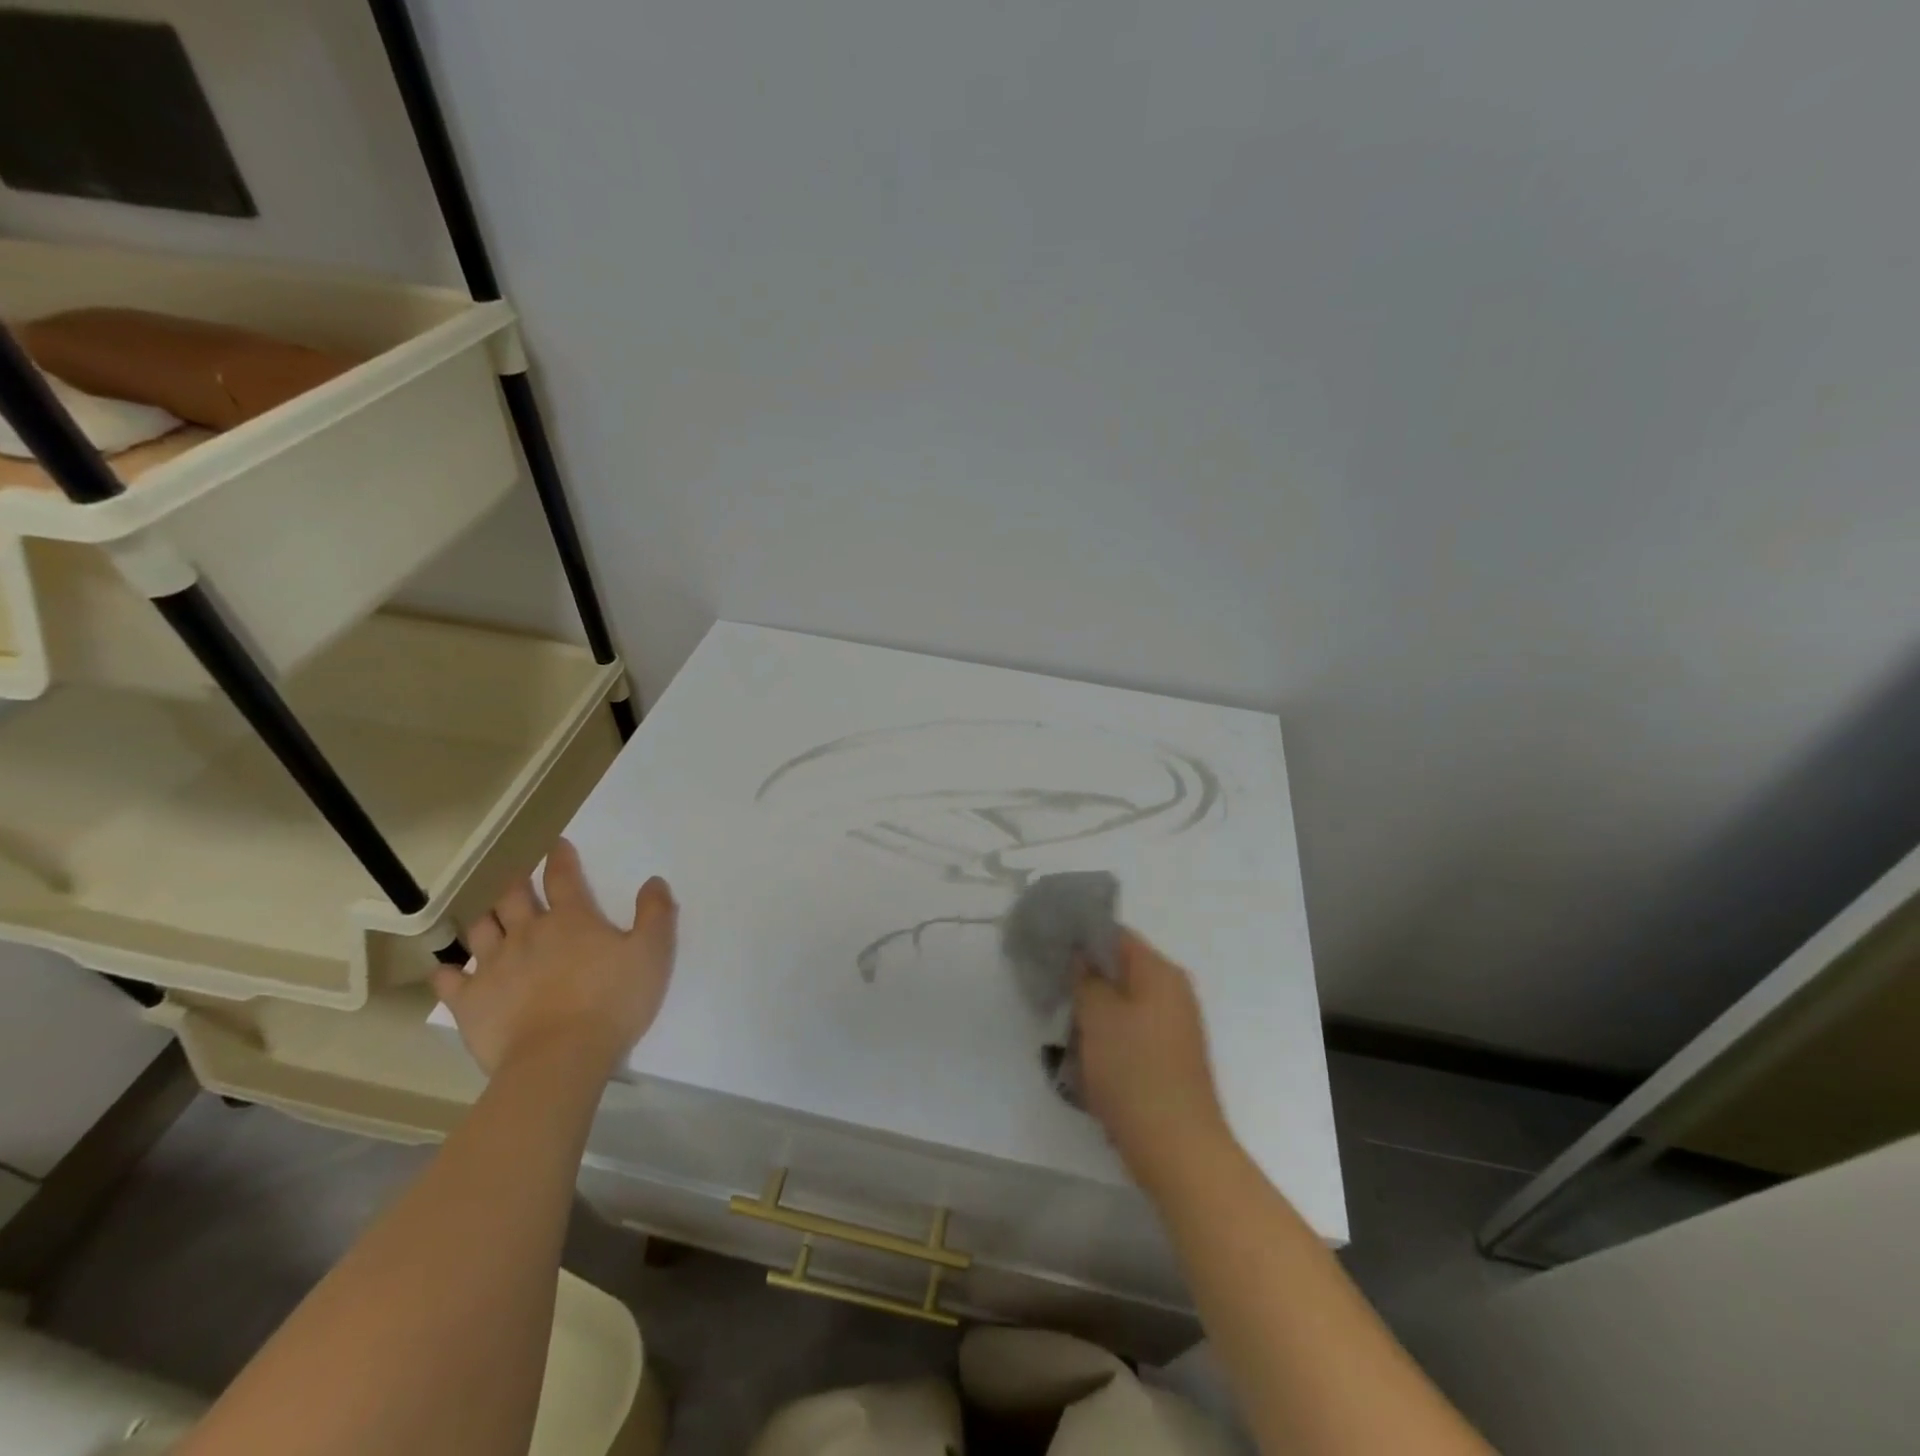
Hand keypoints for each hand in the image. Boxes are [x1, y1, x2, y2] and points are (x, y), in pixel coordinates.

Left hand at [432, 838, 677, 1077]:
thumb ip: (656, 914)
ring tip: (491, 920)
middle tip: (520, 880)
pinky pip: (449, 979)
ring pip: (480, 929)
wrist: (560, 1058)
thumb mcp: (652, 953)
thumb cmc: (612, 1001)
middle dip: (517, 883)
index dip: (560, 858)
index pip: (563, 877)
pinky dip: (449, 972)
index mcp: (571, 919)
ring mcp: (494, 966)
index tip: (557, 845)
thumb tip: (654, 881)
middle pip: (513, 897)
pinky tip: (451, 972)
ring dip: (486, 920)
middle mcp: (528, 933)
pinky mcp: (470, 1001)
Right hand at [1075, 931, 1228, 1187]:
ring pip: (1123, 1003)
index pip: (1115, 935)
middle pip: (1120, 969)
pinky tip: (1085, 1057)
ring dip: (1093, 1012)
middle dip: (1084, 978)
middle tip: (1051, 988)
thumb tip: (1080, 954)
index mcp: (1160, 973)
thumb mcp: (1098, 1016)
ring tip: (1063, 1026)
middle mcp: (1173, 992)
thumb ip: (1085, 977)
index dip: (1080, 936)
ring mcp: (1174, 1027)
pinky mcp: (1169, 1057)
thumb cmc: (1134, 1072)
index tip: (1049, 947)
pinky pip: (1131, 1031)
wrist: (1177, 1149)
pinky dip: (1108, 1036)